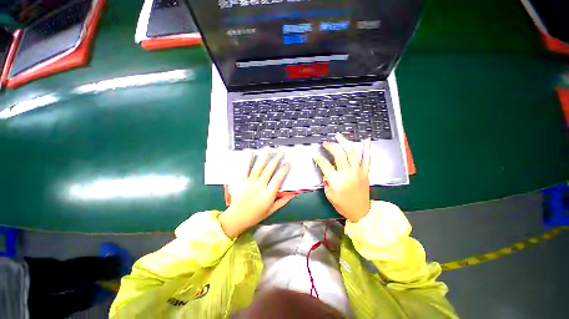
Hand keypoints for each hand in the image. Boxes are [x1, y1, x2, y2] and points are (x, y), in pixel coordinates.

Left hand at [219, 150, 292, 237]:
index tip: (288, 163)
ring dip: (263, 157)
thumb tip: (293, 194)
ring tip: (268, 149)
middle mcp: (259, 187)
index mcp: (268, 195)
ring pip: (258, 167)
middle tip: (281, 152)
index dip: (283, 170)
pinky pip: (244, 169)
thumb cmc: (255, 215)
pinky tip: (251, 152)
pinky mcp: (240, 182)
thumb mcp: (271, 211)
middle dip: (276, 159)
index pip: (277, 180)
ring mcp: (249, 183)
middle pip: (269, 170)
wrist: (236, 218)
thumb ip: (282, 202)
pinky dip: (248, 160)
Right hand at [313, 133, 370, 222]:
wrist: (360, 211)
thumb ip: (326, 180)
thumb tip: (326, 171)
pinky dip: (367, 148)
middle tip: (325, 143)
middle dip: (330, 146)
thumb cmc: (342, 204)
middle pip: (338, 154)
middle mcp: (347, 173)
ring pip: (351, 152)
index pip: (324, 164)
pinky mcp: (365, 172)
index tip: (315, 155)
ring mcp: (358, 171)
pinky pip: (367, 158)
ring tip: (338, 136)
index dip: (318, 158)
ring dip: (344, 142)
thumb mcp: (329, 194)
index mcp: (336, 180)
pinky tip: (365, 139)